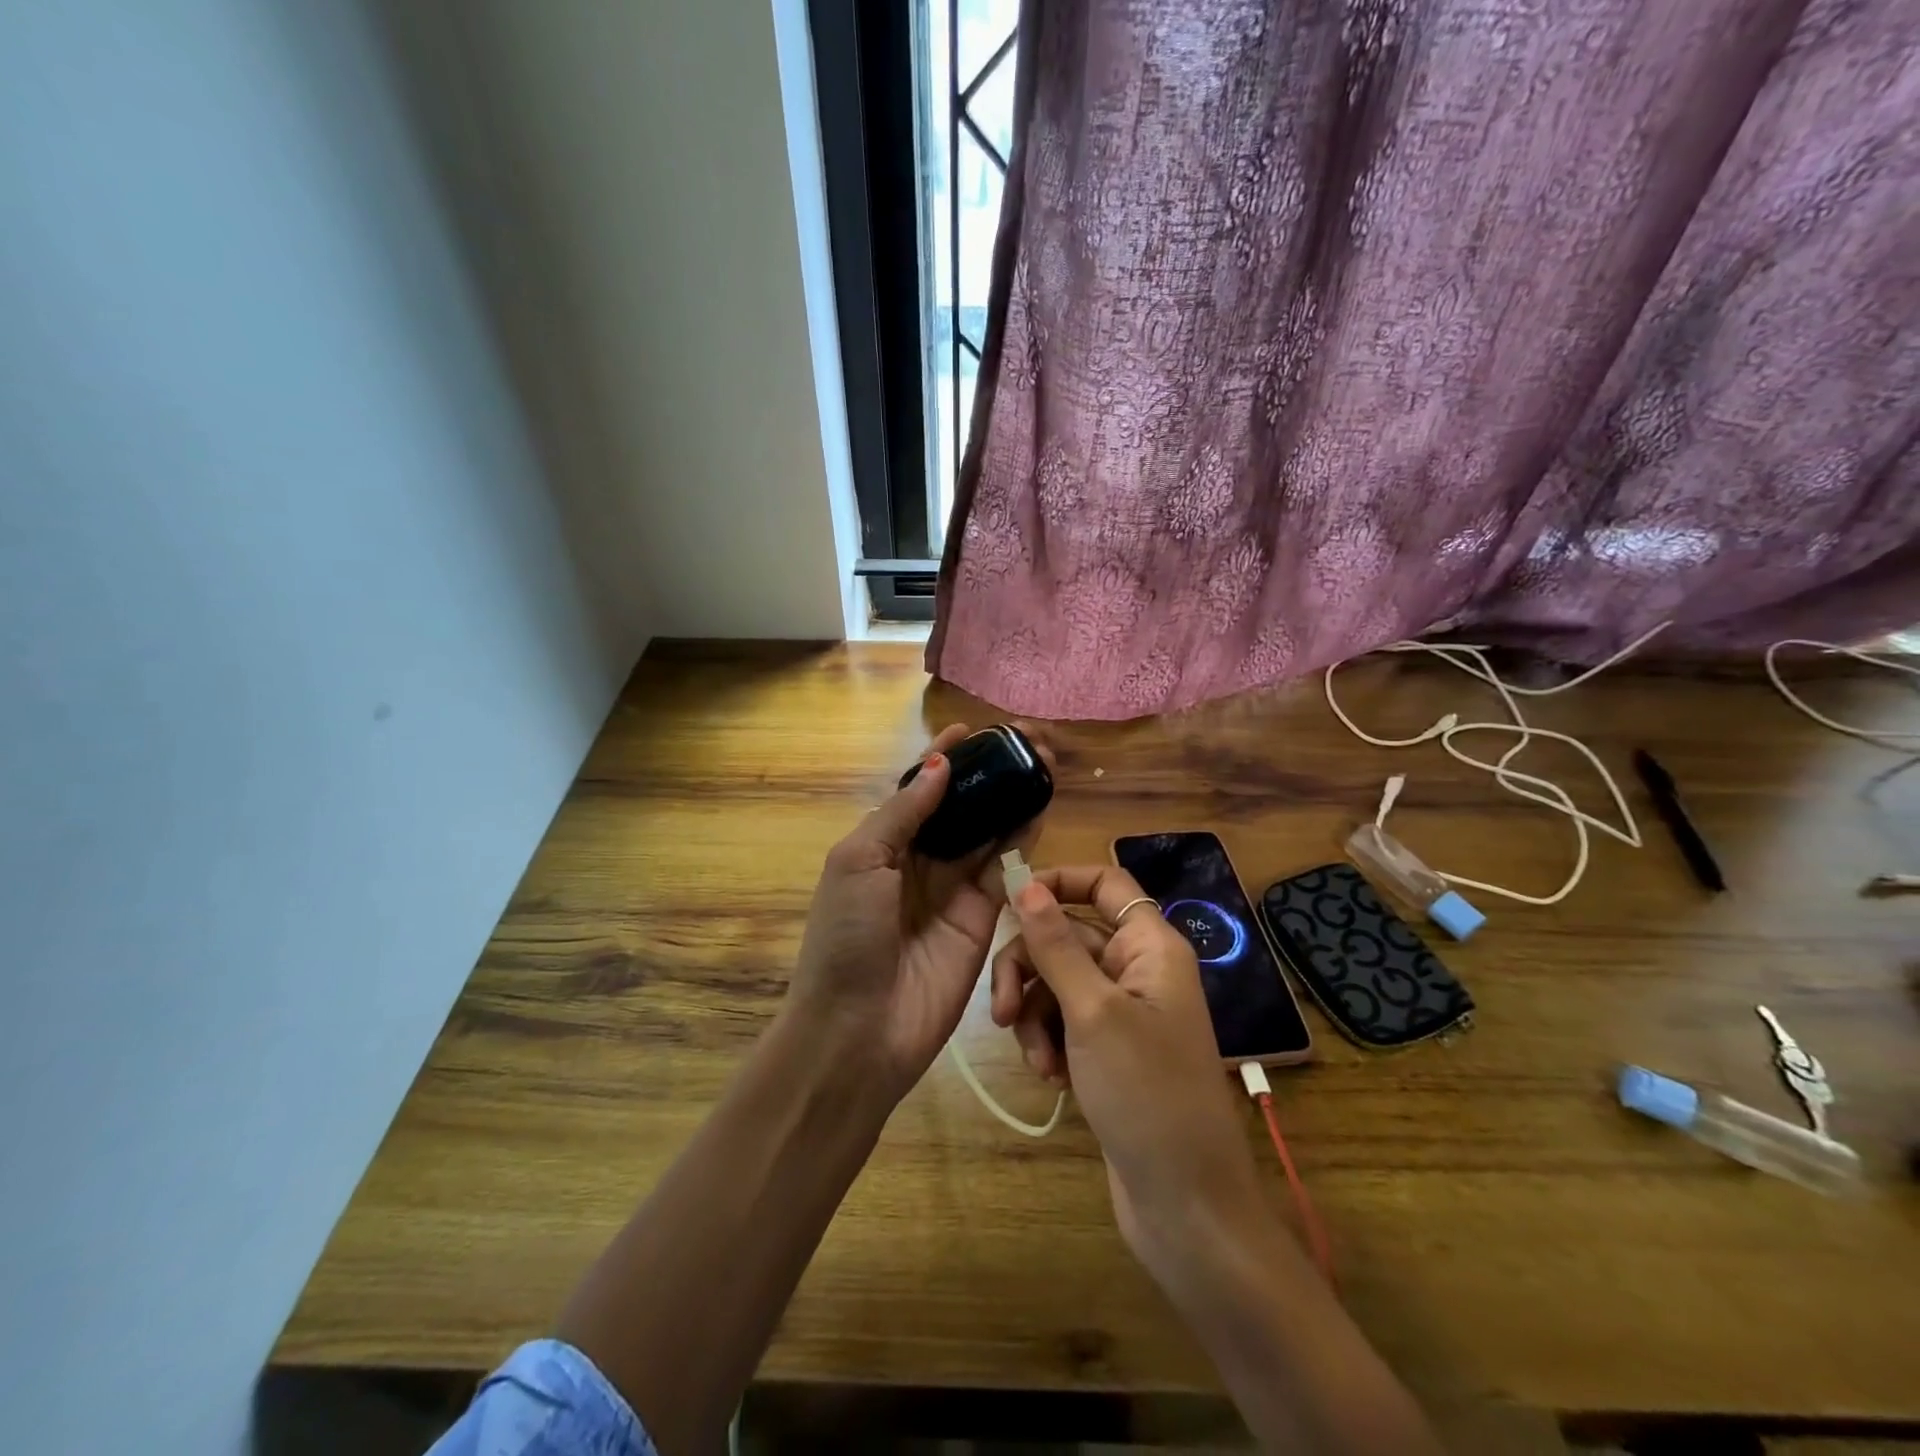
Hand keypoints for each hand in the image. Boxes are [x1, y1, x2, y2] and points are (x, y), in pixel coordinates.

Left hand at [788, 723, 1046, 1102]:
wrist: (859, 1030)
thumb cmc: (846, 937)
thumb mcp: (858, 862)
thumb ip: (902, 812)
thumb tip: (939, 763)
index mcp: (881, 844)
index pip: (918, 791)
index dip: (943, 759)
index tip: (972, 730)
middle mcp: (919, 861)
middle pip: (958, 806)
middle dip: (986, 774)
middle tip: (1022, 742)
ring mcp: (954, 888)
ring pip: (987, 830)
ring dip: (1010, 797)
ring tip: (1039, 762)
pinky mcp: (984, 917)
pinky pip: (1005, 868)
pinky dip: (1022, 836)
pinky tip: (1039, 805)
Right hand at [1002, 867, 1264, 1282]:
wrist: (1185, 1205)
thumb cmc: (1147, 1094)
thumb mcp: (1093, 1012)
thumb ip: (1055, 945)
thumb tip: (1025, 883)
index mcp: (1150, 945)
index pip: (1104, 883)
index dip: (1058, 881)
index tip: (1009, 900)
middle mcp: (1138, 968)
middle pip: (1068, 935)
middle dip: (1030, 968)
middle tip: (1002, 1011)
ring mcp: (1123, 1011)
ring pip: (1058, 981)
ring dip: (1034, 1013)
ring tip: (1034, 1059)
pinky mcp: (1108, 1049)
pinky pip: (1064, 1020)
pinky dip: (1048, 1041)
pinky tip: (1049, 1077)